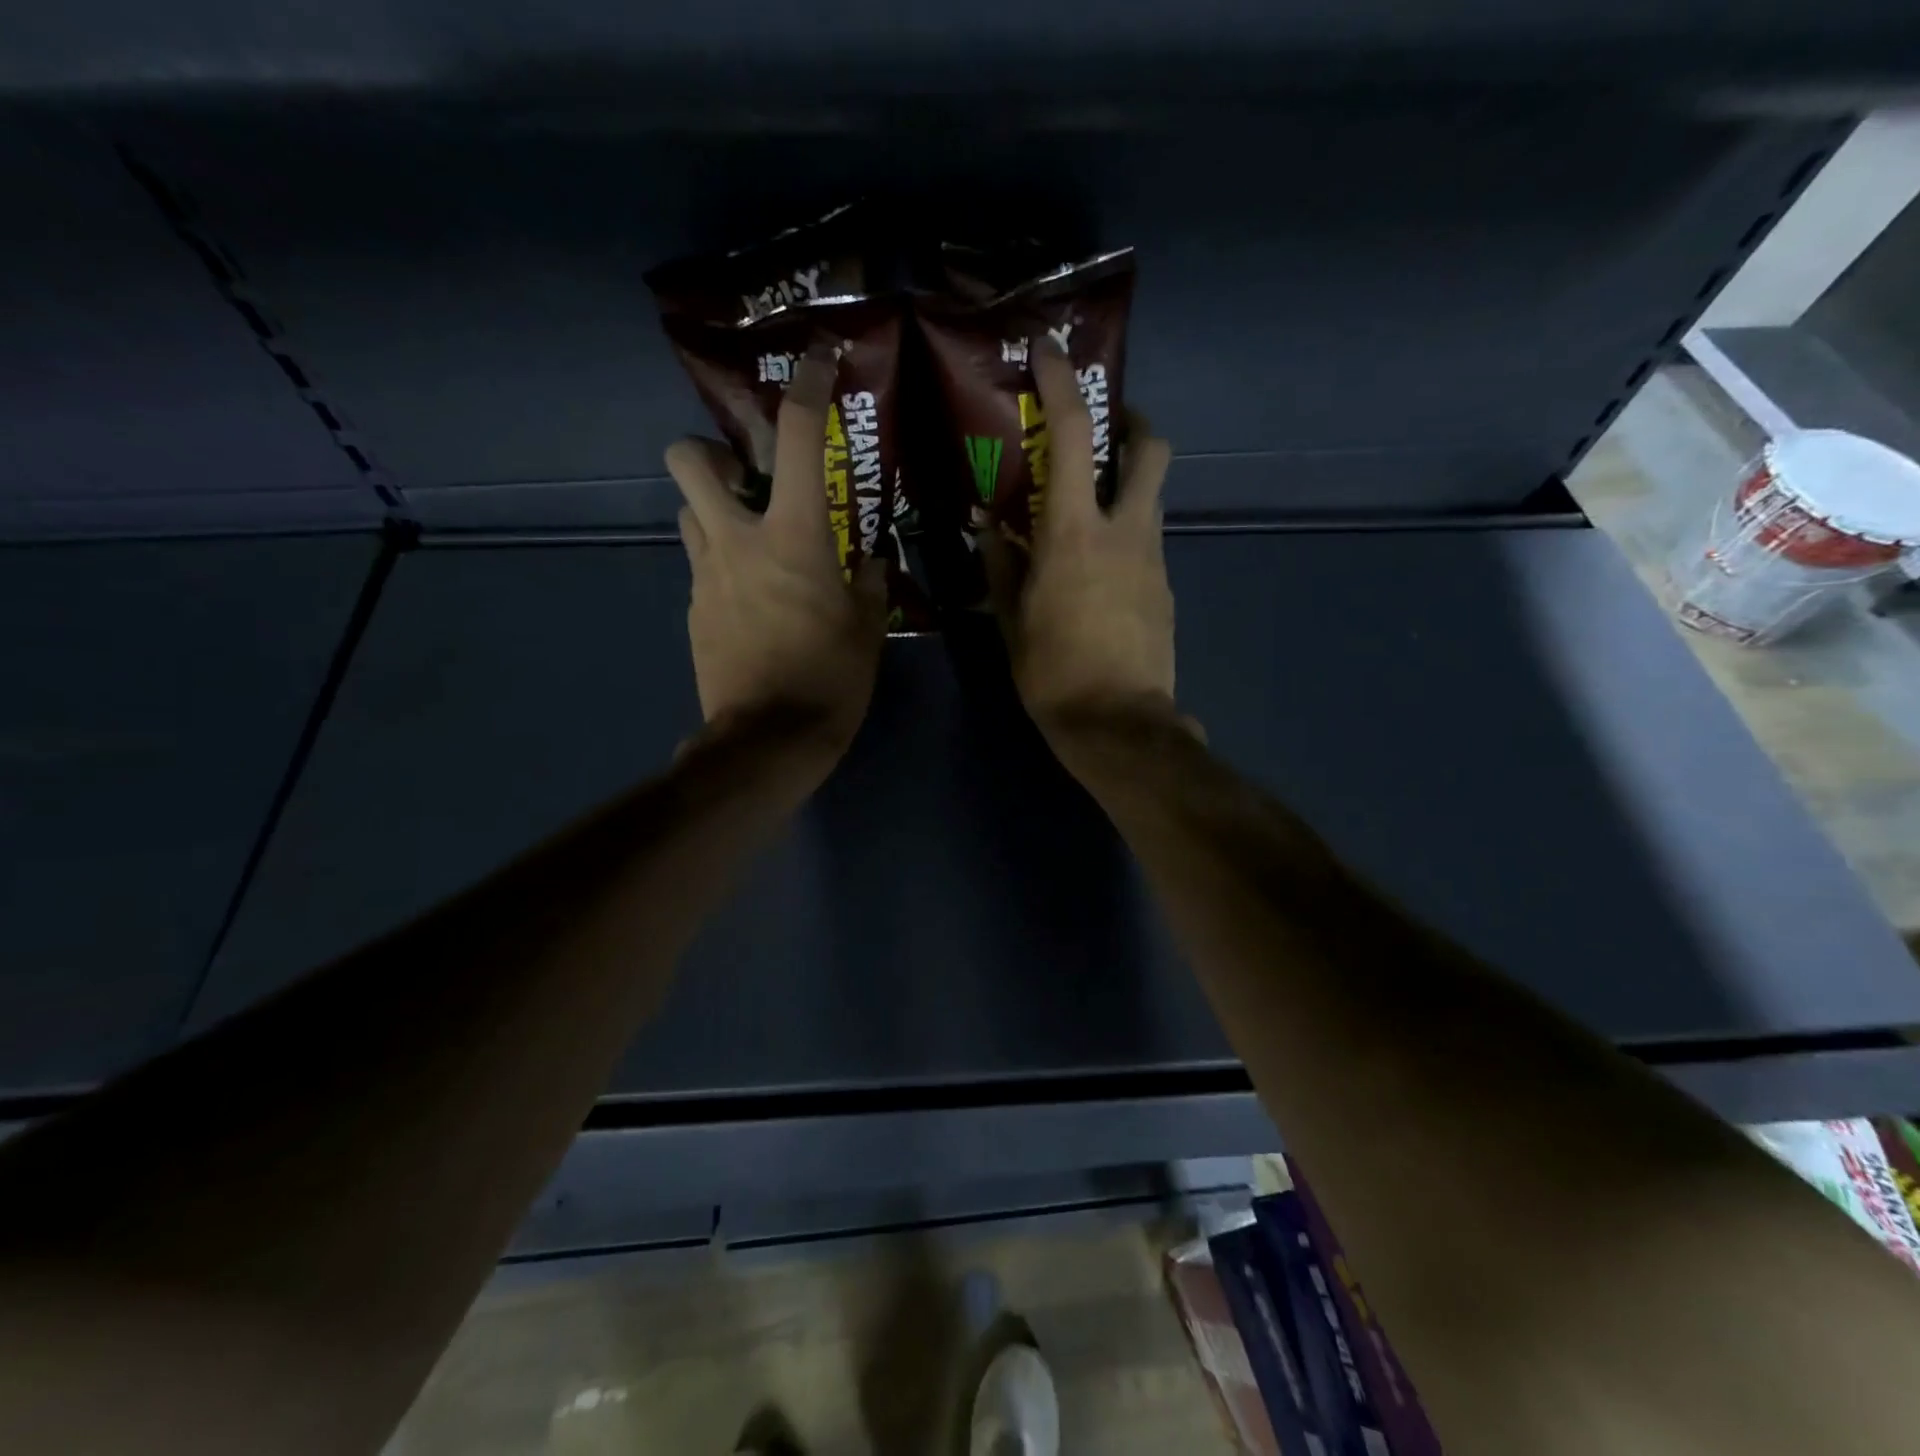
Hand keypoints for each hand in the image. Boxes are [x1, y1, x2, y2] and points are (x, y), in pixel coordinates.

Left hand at [666, 351, 887, 766]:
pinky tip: (752, 601)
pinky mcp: (694, 612)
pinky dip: (722, 567)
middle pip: (689, 460)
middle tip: (747, 476)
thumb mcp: (868, 628)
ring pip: (687, 514)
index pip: (798, 439)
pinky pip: (701, 568)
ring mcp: (706, 577)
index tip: (816, 360)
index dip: (807, 388)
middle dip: (711, 451)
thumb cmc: (830, 680)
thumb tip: (868, 561)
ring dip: (714, 512)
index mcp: (793, 538)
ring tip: (752, 540)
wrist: (768, 741)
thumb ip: (868, 583)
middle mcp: (737, 542)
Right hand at [983, 340, 1182, 737]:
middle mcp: (1126, 532)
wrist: (1120, 726)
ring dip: (1125, 485)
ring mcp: (1154, 560)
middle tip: (1102, 431)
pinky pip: (1147, 544)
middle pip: (1149, 449)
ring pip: (1150, 498)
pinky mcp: (1166, 589)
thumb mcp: (1013, 621)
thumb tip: (987, 527)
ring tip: (1086, 511)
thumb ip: (1000, 566)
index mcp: (1075, 534)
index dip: (1062, 384)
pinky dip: (1125, 537)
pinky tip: (1098, 572)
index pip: (1073, 435)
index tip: (1050, 353)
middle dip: (1131, 424)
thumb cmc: (1054, 674)